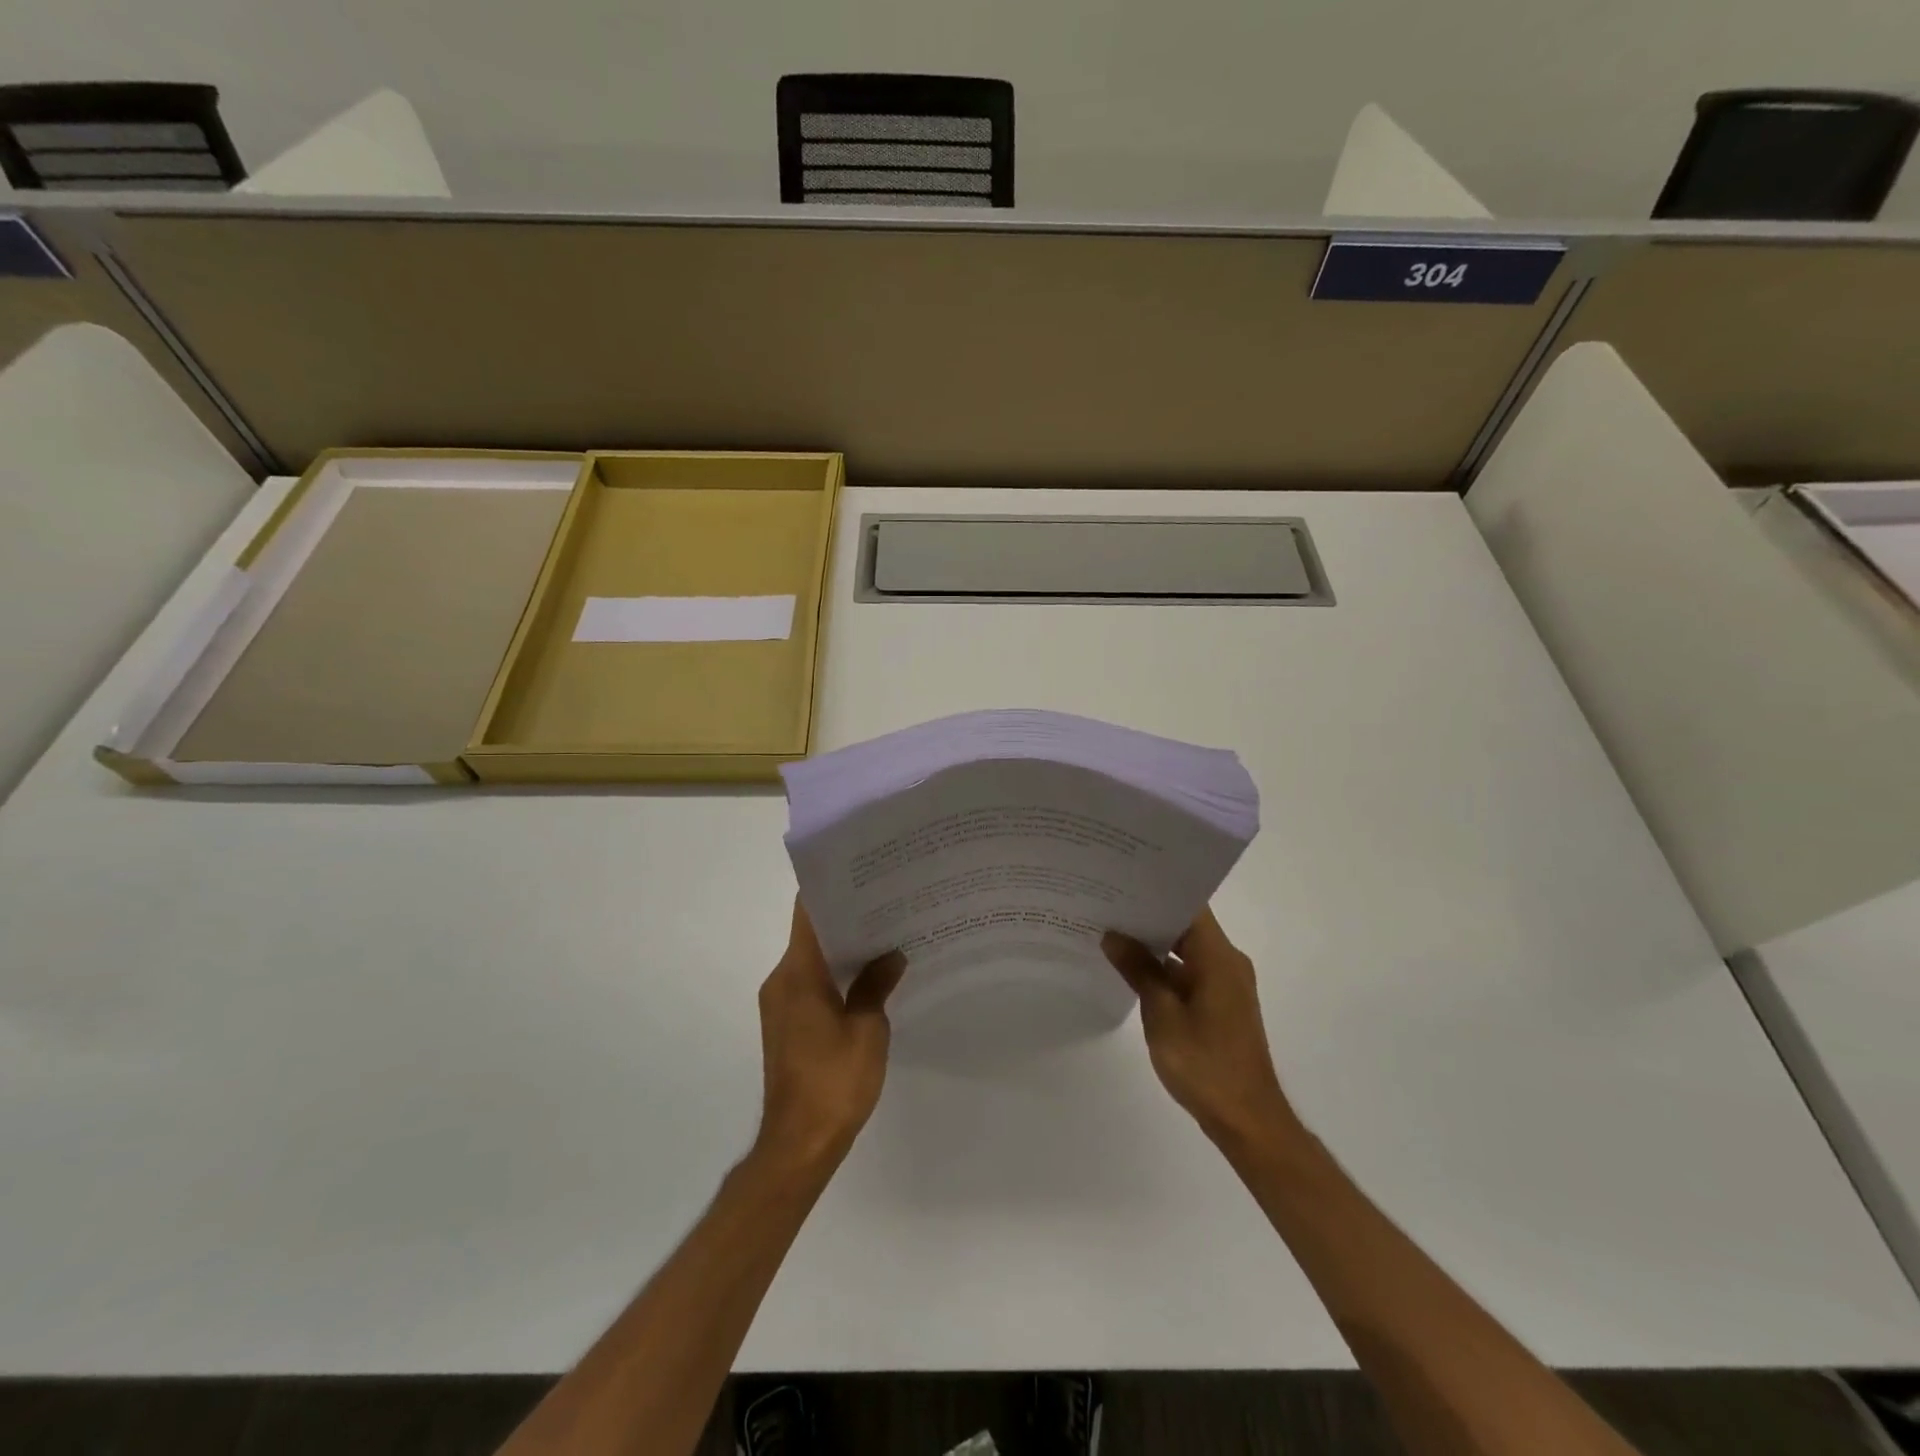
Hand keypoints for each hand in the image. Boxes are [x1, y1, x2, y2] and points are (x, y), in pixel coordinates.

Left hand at [754, 899, 905, 1174]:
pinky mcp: (786, 1026)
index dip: (833, 889)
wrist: (798, 1145)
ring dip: (842, 948)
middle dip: (846, 916)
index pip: (807, 913)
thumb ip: (876, 986)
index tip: (863, 874)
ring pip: (811, 960)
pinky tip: (869, 978)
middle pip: (810, 934)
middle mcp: (781, 981)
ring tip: (885, 935)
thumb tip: (891, 956)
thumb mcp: (867, 1030)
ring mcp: (780, 1005)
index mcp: (797, 974)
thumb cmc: (833, 1083)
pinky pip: (810, 984)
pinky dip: (835, 975)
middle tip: (887, 902)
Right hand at [1103, 908, 1297, 1151]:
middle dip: (1149, 915)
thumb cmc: (1204, 1063)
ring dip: (1154, 943)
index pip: (1189, 906)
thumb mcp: (1162, 1014)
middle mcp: (1227, 962)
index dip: (1157, 891)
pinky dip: (1164, 968)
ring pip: (1186, 949)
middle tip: (1106, 903)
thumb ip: (1138, 970)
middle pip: (1187, 925)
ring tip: (1111, 930)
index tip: (1123, 881)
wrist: (1247, 1119)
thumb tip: (1113, 935)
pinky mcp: (1221, 1004)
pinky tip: (1131, 969)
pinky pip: (1189, 971)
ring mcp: (1225, 984)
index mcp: (1219, 957)